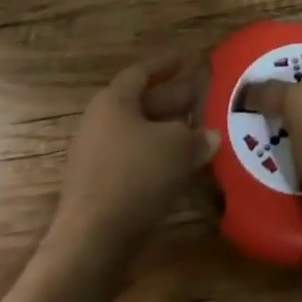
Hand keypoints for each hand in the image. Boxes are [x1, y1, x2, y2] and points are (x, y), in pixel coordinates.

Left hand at [53, 49, 218, 252]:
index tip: (190, 58)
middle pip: (141, 103)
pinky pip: (132, 160)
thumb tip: (210, 136)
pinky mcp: (97, 188)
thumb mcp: (177, 148)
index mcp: (114, 101)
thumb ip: (197, 136)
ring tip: (199, 132)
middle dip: (173, 99)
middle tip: (203, 96)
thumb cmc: (135, 177)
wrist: (91, 243)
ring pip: (138, 133)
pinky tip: (180, 167)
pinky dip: (156, 158)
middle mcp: (99, 123)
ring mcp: (95, 157)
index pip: (142, 71)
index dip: (168, 63)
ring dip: (167, 131)